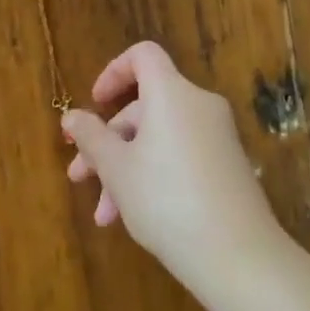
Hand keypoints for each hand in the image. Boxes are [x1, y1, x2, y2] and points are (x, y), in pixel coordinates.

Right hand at [61, 41, 287, 290]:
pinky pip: (181, 155)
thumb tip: (71, 116)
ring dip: (126, 167)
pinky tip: (134, 217)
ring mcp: (217, 135)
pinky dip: (154, 174)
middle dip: (108, 141)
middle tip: (81, 177)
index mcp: (172, 93)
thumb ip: (91, 137)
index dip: (114, 71)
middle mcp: (199, 104)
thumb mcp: (117, 169)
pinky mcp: (227, 165)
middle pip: (145, 106)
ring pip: (159, 137)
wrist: (238, 254)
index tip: (94, 104)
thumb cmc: (166, 200)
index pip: (143, 56)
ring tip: (104, 215)